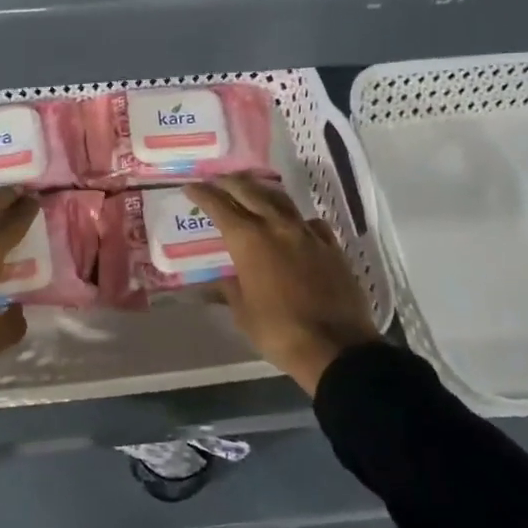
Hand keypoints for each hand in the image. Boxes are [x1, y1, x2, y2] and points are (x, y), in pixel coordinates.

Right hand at [190, 175, 379, 395]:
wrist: (336, 347)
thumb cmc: (279, 331)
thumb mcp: (243, 313)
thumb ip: (230, 289)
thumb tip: (221, 280)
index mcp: (249, 241)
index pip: (220, 207)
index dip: (203, 194)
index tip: (191, 186)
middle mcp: (277, 227)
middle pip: (250, 192)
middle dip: (230, 183)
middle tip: (216, 180)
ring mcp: (307, 233)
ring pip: (281, 200)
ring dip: (261, 190)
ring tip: (250, 189)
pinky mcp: (331, 246)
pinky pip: (309, 221)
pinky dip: (294, 217)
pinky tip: (293, 223)